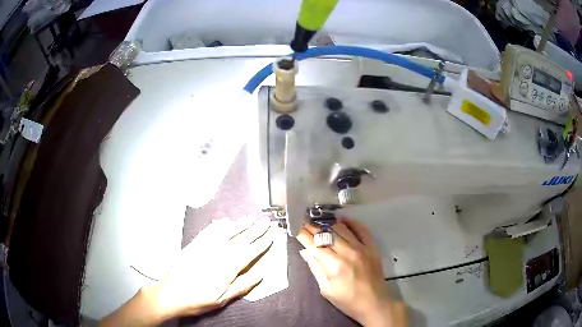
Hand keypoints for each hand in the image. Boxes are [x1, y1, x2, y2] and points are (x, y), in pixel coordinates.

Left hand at [150, 216, 272, 319]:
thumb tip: (259, 276)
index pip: (248, 253)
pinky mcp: (193, 246)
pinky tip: (224, 222)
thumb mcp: (222, 299)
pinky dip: (217, 226)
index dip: (261, 244)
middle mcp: (217, 254)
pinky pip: (207, 232)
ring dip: (239, 225)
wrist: (170, 295)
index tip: (271, 236)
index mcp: (226, 268)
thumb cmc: (197, 300)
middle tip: (265, 222)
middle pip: (240, 239)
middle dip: (255, 230)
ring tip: (250, 218)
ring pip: (225, 233)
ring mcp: (204, 248)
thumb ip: (241, 286)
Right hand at [297, 218, 406, 326]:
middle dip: (312, 226)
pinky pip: (361, 229)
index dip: (302, 233)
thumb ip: (316, 269)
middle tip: (302, 221)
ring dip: (328, 223)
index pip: (314, 244)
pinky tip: (341, 219)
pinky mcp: (372, 247)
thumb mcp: (326, 290)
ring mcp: (362, 247)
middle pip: (326, 233)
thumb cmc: (348, 301)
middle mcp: (348, 252)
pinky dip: (351, 222)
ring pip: (341, 228)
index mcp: (334, 265)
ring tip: (318, 220)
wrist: (375, 303)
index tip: (294, 226)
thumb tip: (305, 251)